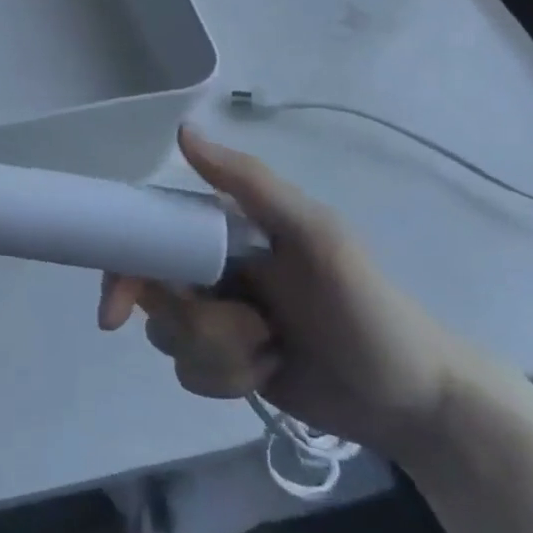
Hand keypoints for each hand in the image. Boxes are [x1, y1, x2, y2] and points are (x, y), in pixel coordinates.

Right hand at [99, 126, 471, 461]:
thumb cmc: (367, 307)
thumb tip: (181, 132)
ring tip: (272, 353)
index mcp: (225, 229)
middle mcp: (212, 269)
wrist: (416, 401)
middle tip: (251, 331)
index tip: (116, 310)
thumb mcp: (315, 235)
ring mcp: (219, 319)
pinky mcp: (228, 364)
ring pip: (170, 339)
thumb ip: (250, 182)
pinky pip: (191, 374)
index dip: (125, 267)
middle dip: (196, 323)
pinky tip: (270, 374)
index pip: (151, 235)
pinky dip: (227, 381)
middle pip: (155, 296)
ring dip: (219, 355)